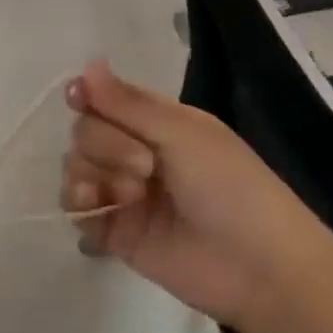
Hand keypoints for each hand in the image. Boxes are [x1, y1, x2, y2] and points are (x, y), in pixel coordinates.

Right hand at [61, 61, 318, 322]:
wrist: (257, 268)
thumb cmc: (230, 187)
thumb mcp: (182, 133)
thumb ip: (127, 103)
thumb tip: (87, 64)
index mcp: (158, 124)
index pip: (106, 100)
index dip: (88, 96)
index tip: (76, 97)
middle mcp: (135, 153)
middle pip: (86, 132)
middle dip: (104, 144)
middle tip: (145, 167)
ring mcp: (123, 193)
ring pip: (76, 166)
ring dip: (92, 173)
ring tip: (128, 197)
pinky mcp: (114, 231)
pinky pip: (75, 208)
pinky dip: (78, 203)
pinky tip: (96, 206)